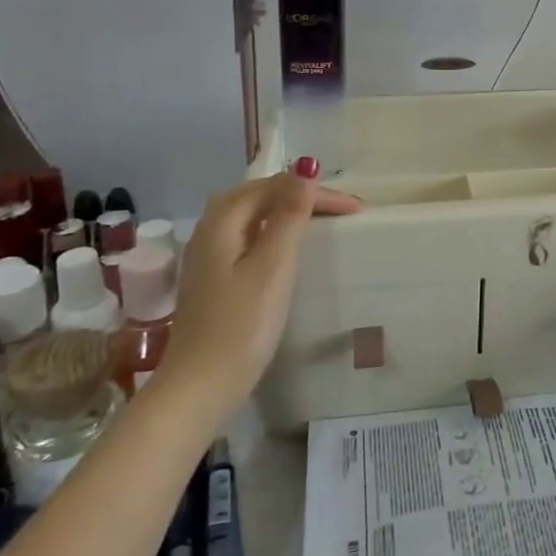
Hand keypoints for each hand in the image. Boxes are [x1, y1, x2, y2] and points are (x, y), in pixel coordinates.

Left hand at [159, 165, 362, 410]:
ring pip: (252, 216)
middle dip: (301, 195)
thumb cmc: (241, 325)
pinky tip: (286, 248)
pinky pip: (247, 237)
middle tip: (342, 210)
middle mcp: (209, 229)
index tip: (356, 209)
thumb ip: (290, 214)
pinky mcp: (212, 278)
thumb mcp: (273, 265)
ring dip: (287, 211)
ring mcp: (207, 255)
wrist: (198, 388)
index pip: (275, 187)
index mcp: (223, 220)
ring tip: (321, 220)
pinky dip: (273, 232)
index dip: (316, 192)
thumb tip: (306, 166)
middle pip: (259, 195)